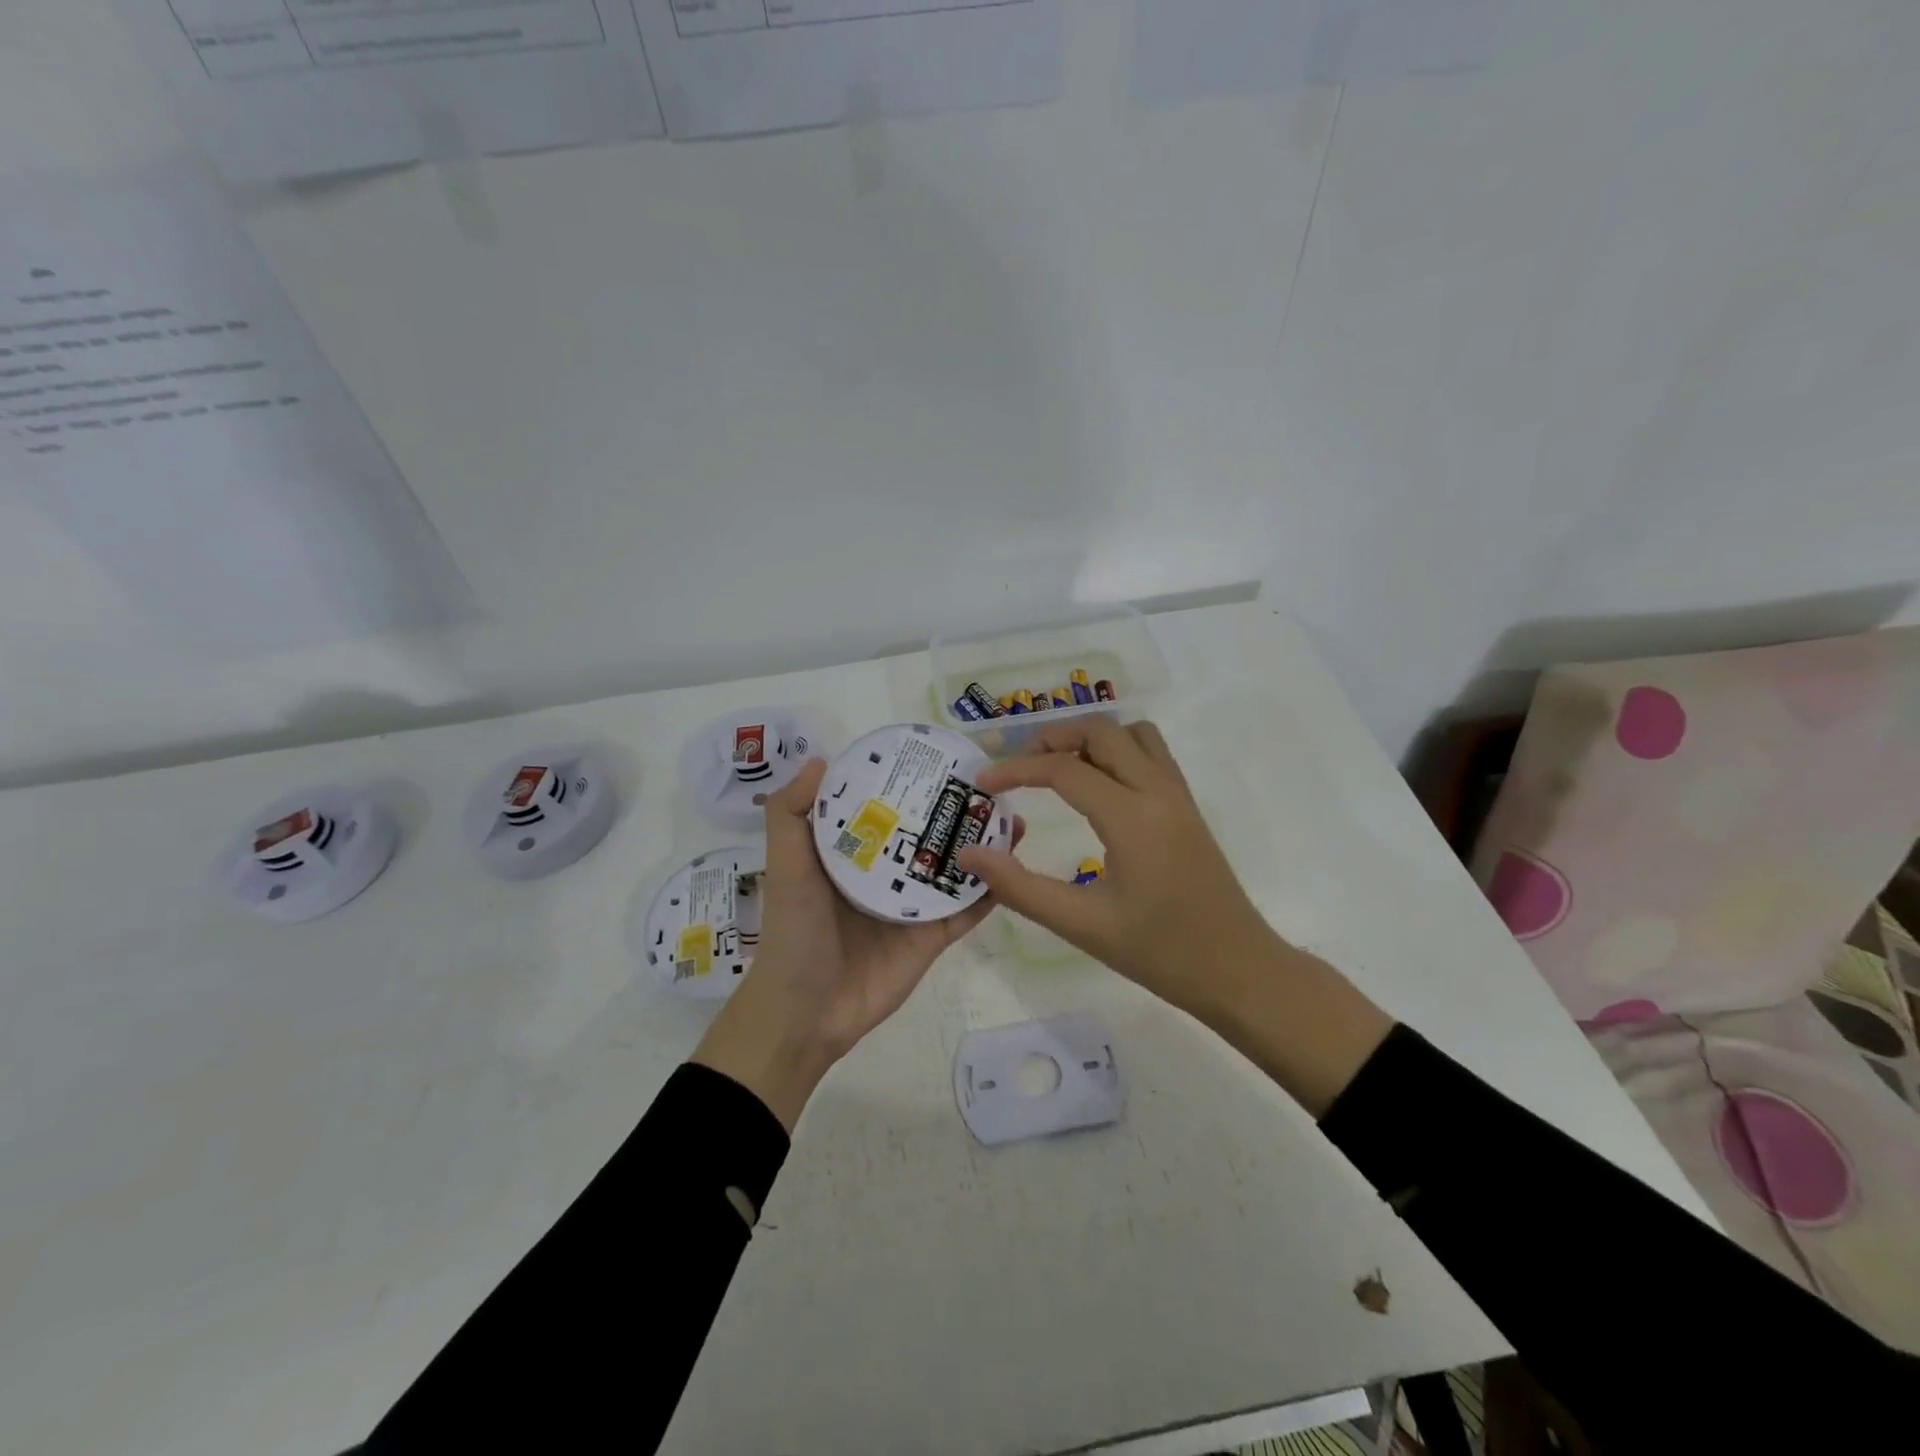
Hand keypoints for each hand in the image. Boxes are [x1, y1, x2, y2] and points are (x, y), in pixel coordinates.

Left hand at [693, 758, 1018, 1130]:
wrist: (807, 1012)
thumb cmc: (794, 931)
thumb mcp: (785, 866)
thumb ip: (790, 815)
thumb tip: (820, 759)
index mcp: (852, 853)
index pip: (886, 808)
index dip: (909, 782)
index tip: (937, 756)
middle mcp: (886, 874)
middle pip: (928, 834)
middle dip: (955, 810)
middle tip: (990, 784)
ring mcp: (913, 906)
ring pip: (954, 868)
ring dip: (981, 845)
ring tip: (1011, 816)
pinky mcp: (933, 937)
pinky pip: (965, 909)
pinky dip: (989, 890)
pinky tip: (1013, 864)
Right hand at [956, 718, 1389, 1115]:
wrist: (1239, 971)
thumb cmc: (1161, 952)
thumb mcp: (1082, 925)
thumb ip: (1020, 887)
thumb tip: (970, 854)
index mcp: (1131, 817)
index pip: (1063, 770)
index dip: (1016, 770)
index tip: (983, 784)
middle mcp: (1158, 792)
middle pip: (1101, 732)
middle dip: (1054, 739)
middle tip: (1019, 768)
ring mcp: (1178, 796)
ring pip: (1133, 734)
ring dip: (1091, 738)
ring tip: (1057, 767)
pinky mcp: (1188, 807)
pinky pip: (1152, 754)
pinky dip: (1118, 750)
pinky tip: (1098, 785)